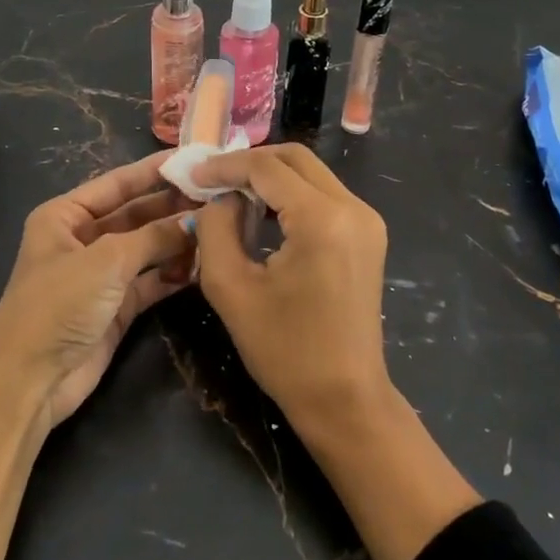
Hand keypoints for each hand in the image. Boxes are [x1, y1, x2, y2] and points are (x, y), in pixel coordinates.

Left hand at [0, 151, 195, 426]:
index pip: (117, 183)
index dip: (153, 171)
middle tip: (217, 194)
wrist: (29, 380)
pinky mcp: (117, 307)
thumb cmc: (58, 304)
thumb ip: (154, 236)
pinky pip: (151, 280)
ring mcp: (101, 275)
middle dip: (172, 205)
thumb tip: (198, 219)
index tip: (192, 159)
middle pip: (135, 214)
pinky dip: (174, 272)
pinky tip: (204, 262)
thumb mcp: (106, 260)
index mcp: (65, 216)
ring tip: (219, 225)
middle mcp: (83, 239)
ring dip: (177, 239)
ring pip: (147, 247)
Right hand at [192, 144, 479, 559]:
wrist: (346, 401)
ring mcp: (366, 219)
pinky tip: (262, 213)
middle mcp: (352, 207)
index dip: (225, 166)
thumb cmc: (285, 351)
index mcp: (322, 219)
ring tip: (231, 194)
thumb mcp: (231, 288)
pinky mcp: (367, 234)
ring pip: (310, 172)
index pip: (266, 168)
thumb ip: (215, 228)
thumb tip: (220, 197)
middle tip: (212, 179)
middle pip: (294, 158)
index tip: (192, 175)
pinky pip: (323, 194)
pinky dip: (290, 193)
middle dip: (249, 162)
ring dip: (270, 176)